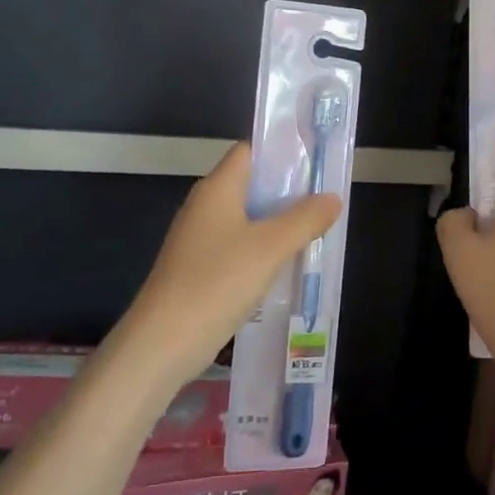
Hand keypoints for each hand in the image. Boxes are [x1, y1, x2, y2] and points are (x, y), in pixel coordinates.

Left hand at [117, 143, 341, 390]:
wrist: (162, 343)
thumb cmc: (217, 282)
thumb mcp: (271, 247)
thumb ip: (305, 219)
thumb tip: (332, 197)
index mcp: (217, 189)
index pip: (250, 151)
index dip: (282, 152)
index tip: (317, 162)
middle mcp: (205, 207)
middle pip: (251, 186)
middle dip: (288, 192)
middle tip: (326, 202)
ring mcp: (199, 240)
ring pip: (247, 221)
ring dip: (278, 225)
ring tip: (316, 233)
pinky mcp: (199, 270)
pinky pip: (238, 249)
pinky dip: (263, 252)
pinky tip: (286, 268)